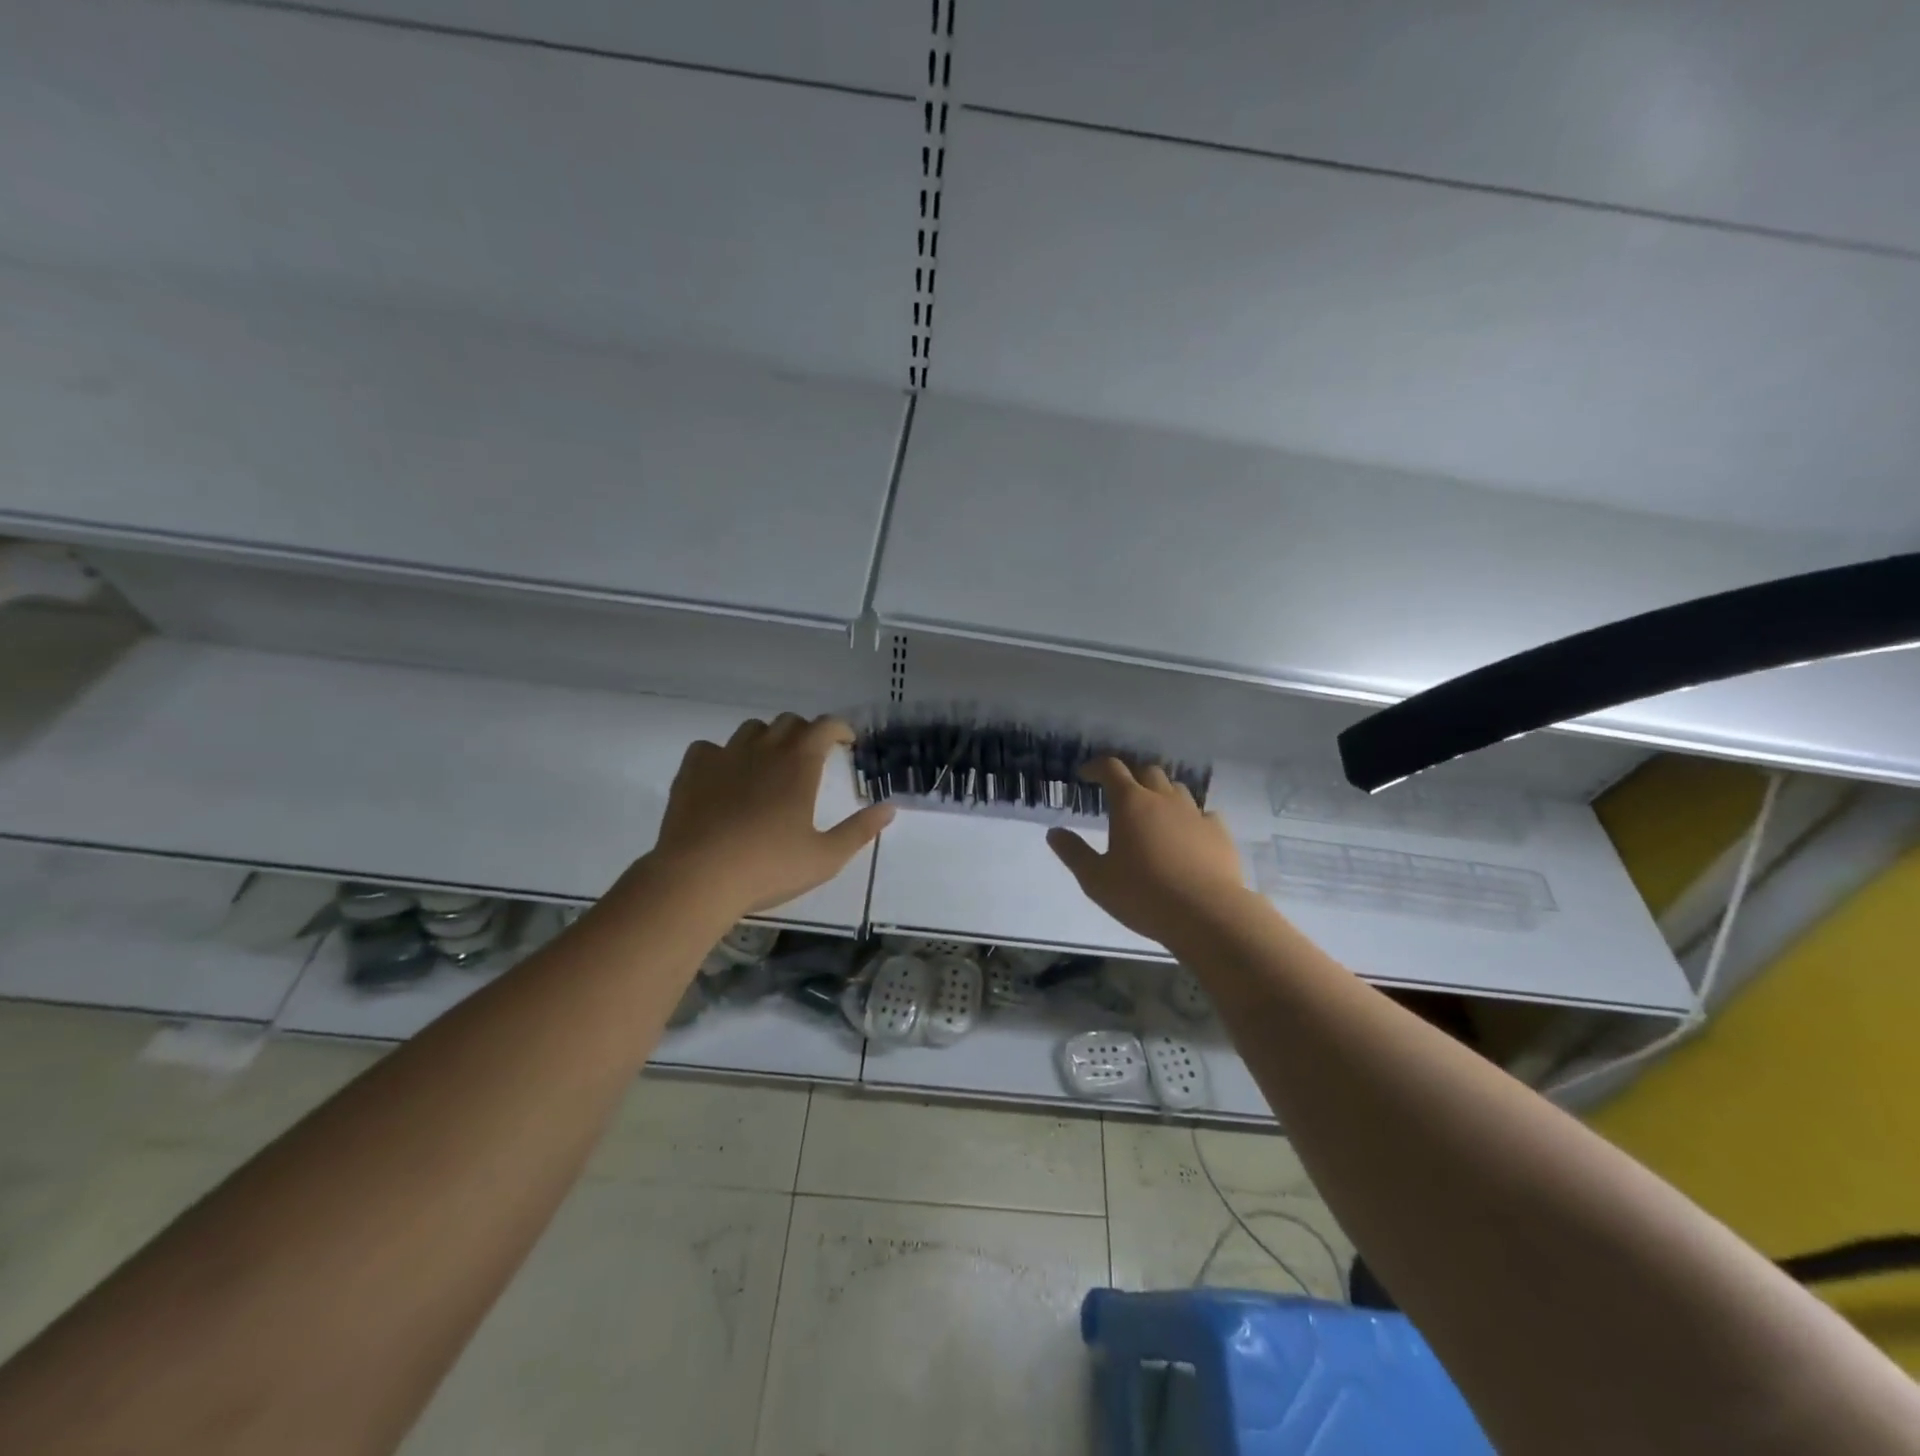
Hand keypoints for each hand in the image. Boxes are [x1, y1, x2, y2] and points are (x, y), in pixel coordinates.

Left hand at [649, 714, 894, 915]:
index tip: (848, 742)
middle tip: (813, 757)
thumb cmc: (769, 867)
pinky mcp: (693, 769)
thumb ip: (860, 830)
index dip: (840, 728)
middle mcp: (764, 749)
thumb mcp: (825, 857)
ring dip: (767, 740)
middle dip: (806, 733)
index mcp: (800, 764)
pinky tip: (725, 778)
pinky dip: (724, 755)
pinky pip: (711, 748)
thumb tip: (889, 809)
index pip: (825, 726)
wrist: (697, 877)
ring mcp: (724, 755)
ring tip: (770, 766)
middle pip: (789, 722)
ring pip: (751, 730)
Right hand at [1046, 758, 1251, 947]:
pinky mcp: (1219, 833)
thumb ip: (1073, 852)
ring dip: (1161, 794)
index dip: (1096, 767)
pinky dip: (1191, 818)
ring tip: (1153, 813)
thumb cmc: (1143, 895)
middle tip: (1120, 794)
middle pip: (1147, 771)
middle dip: (1131, 777)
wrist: (1207, 914)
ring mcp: (1195, 814)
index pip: (1111, 769)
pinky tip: (1188, 835)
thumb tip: (1054, 832)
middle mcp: (1163, 799)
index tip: (1085, 775)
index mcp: (1131, 803)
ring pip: (1177, 789)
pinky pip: (1203, 814)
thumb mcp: (1096, 879)